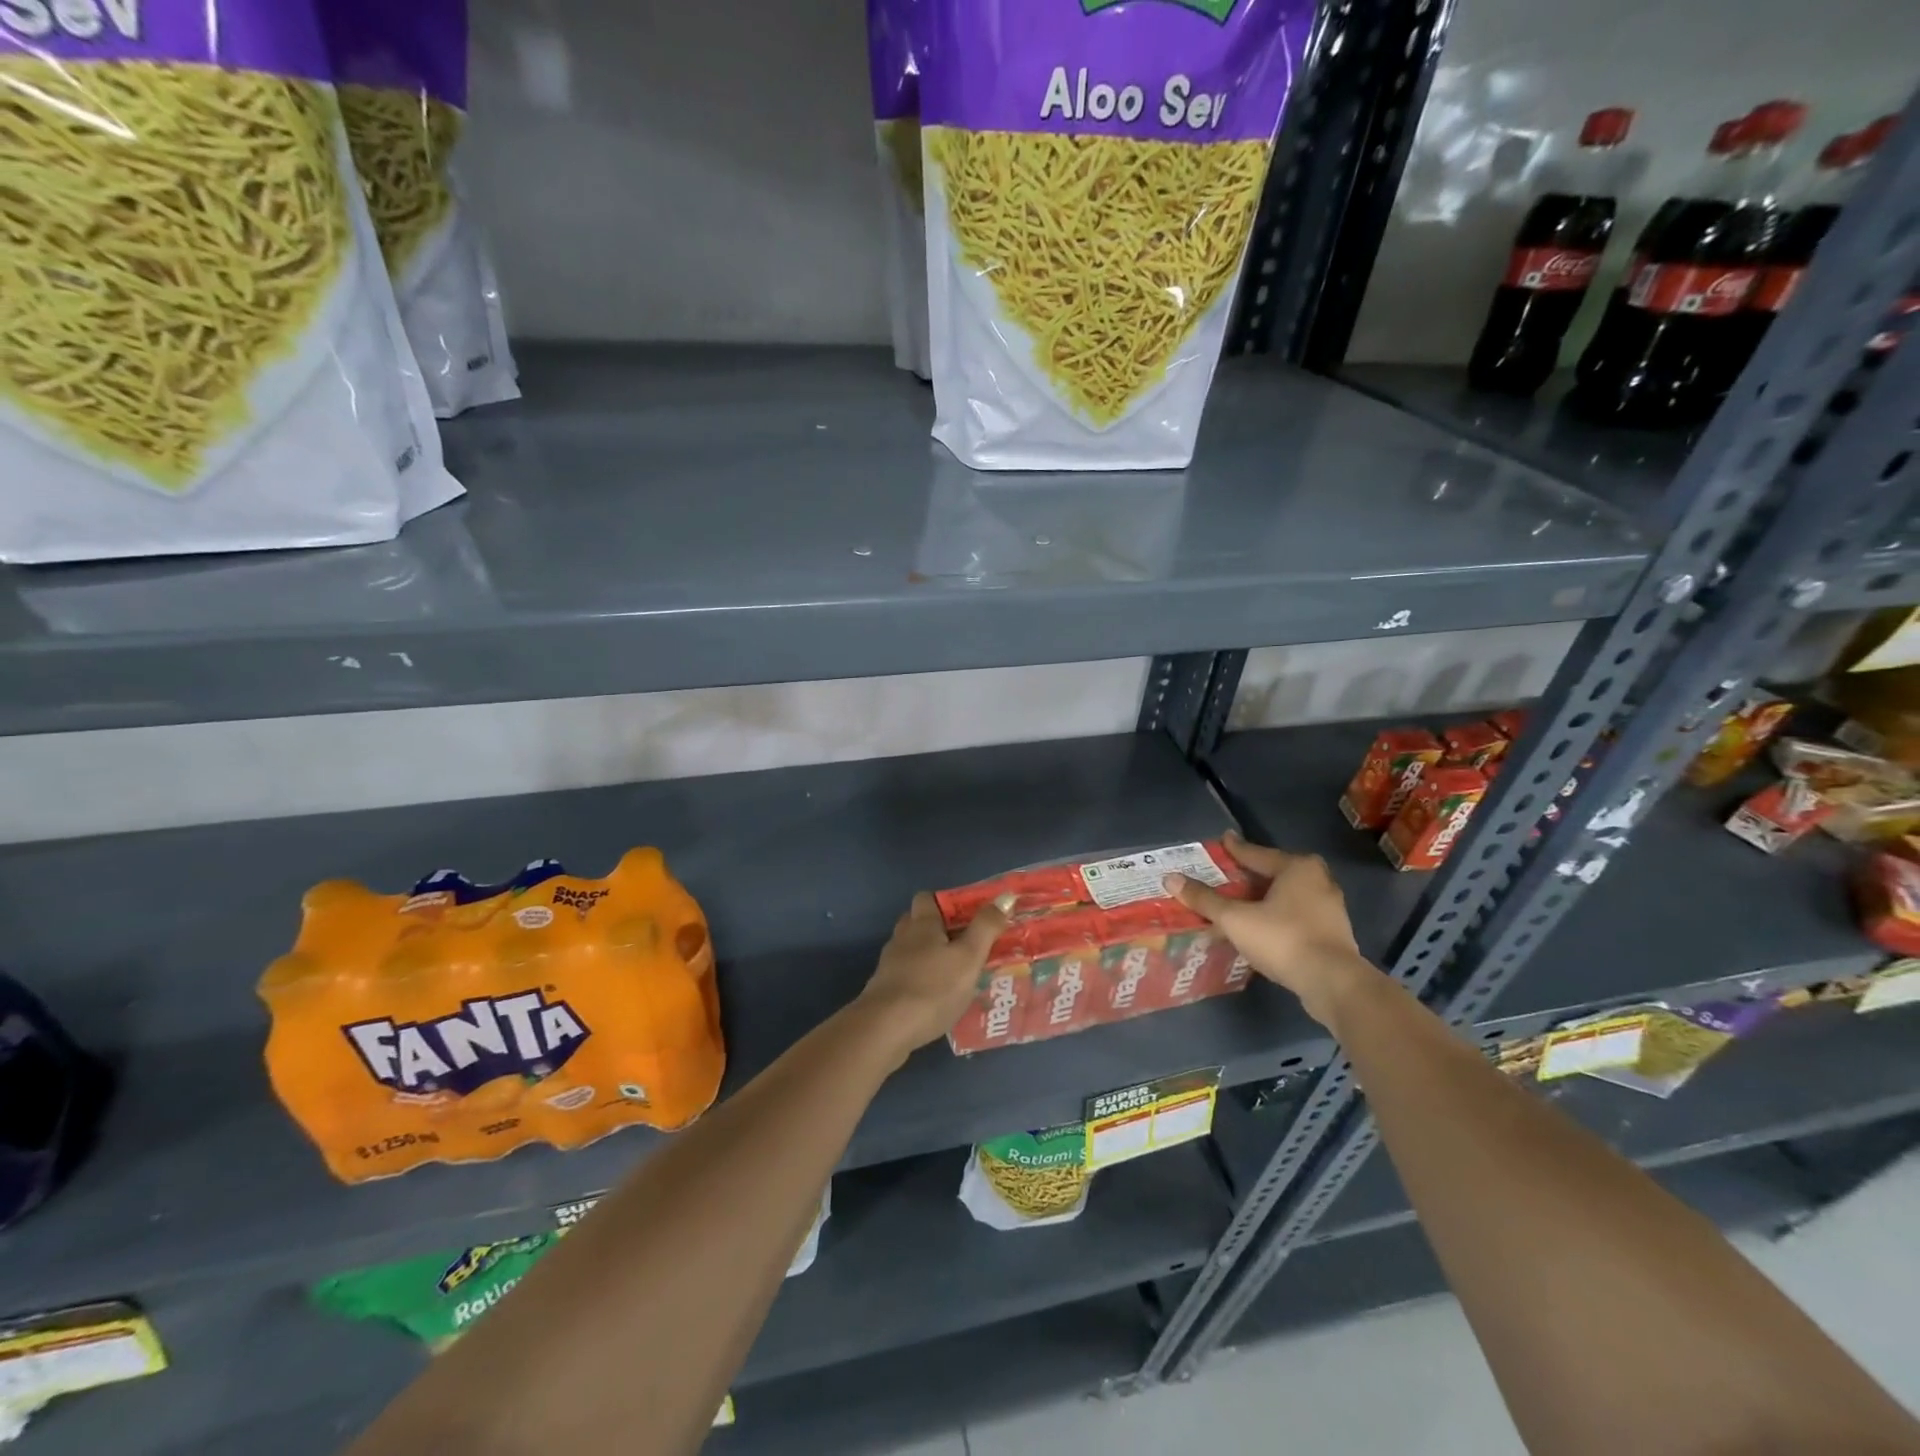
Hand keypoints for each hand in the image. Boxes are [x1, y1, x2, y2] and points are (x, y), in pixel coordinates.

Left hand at [857, 892, 1009, 1059]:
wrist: (886, 1029)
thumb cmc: (933, 988)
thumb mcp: (969, 957)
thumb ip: (986, 927)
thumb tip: (1005, 897)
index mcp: (921, 924)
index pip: (927, 897)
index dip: (945, 902)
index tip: (967, 916)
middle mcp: (902, 938)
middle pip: (917, 923)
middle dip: (938, 930)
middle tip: (964, 945)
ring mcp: (889, 965)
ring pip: (911, 951)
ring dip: (930, 957)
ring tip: (955, 975)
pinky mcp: (883, 990)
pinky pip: (906, 976)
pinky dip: (921, 981)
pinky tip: (937, 999)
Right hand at [1163, 831, 1378, 1027]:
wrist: (1332, 982)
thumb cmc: (1282, 939)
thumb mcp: (1235, 918)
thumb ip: (1205, 899)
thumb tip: (1171, 879)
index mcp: (1297, 867)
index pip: (1257, 854)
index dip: (1235, 849)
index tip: (1222, 840)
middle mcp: (1318, 880)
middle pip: (1276, 872)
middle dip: (1254, 874)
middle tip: (1231, 874)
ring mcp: (1330, 908)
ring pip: (1289, 895)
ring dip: (1266, 897)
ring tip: (1243, 901)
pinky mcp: (1333, 933)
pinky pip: (1297, 915)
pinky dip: (1278, 916)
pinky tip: (1263, 926)